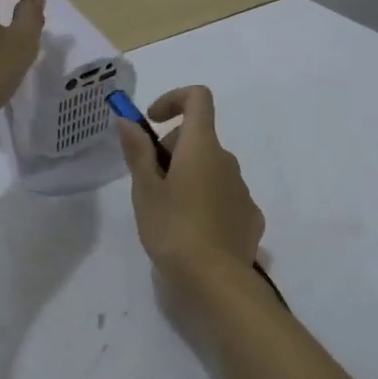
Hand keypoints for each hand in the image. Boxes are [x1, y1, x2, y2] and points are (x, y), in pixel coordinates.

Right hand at [115, 86, 264, 283]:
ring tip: (169, 213)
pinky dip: (207, 201)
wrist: (216, 280)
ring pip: (212, 169)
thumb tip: (127, 119)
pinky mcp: (250, 217)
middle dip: (173, 150)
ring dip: (190, 177)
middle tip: (150, 183)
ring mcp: (243, 190)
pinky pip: (225, 197)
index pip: (198, 98)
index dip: (173, 100)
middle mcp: (228, 161)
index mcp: (202, 147)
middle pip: (200, 138)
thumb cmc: (173, 229)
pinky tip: (194, 232)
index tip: (152, 123)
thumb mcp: (145, 191)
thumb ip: (137, 151)